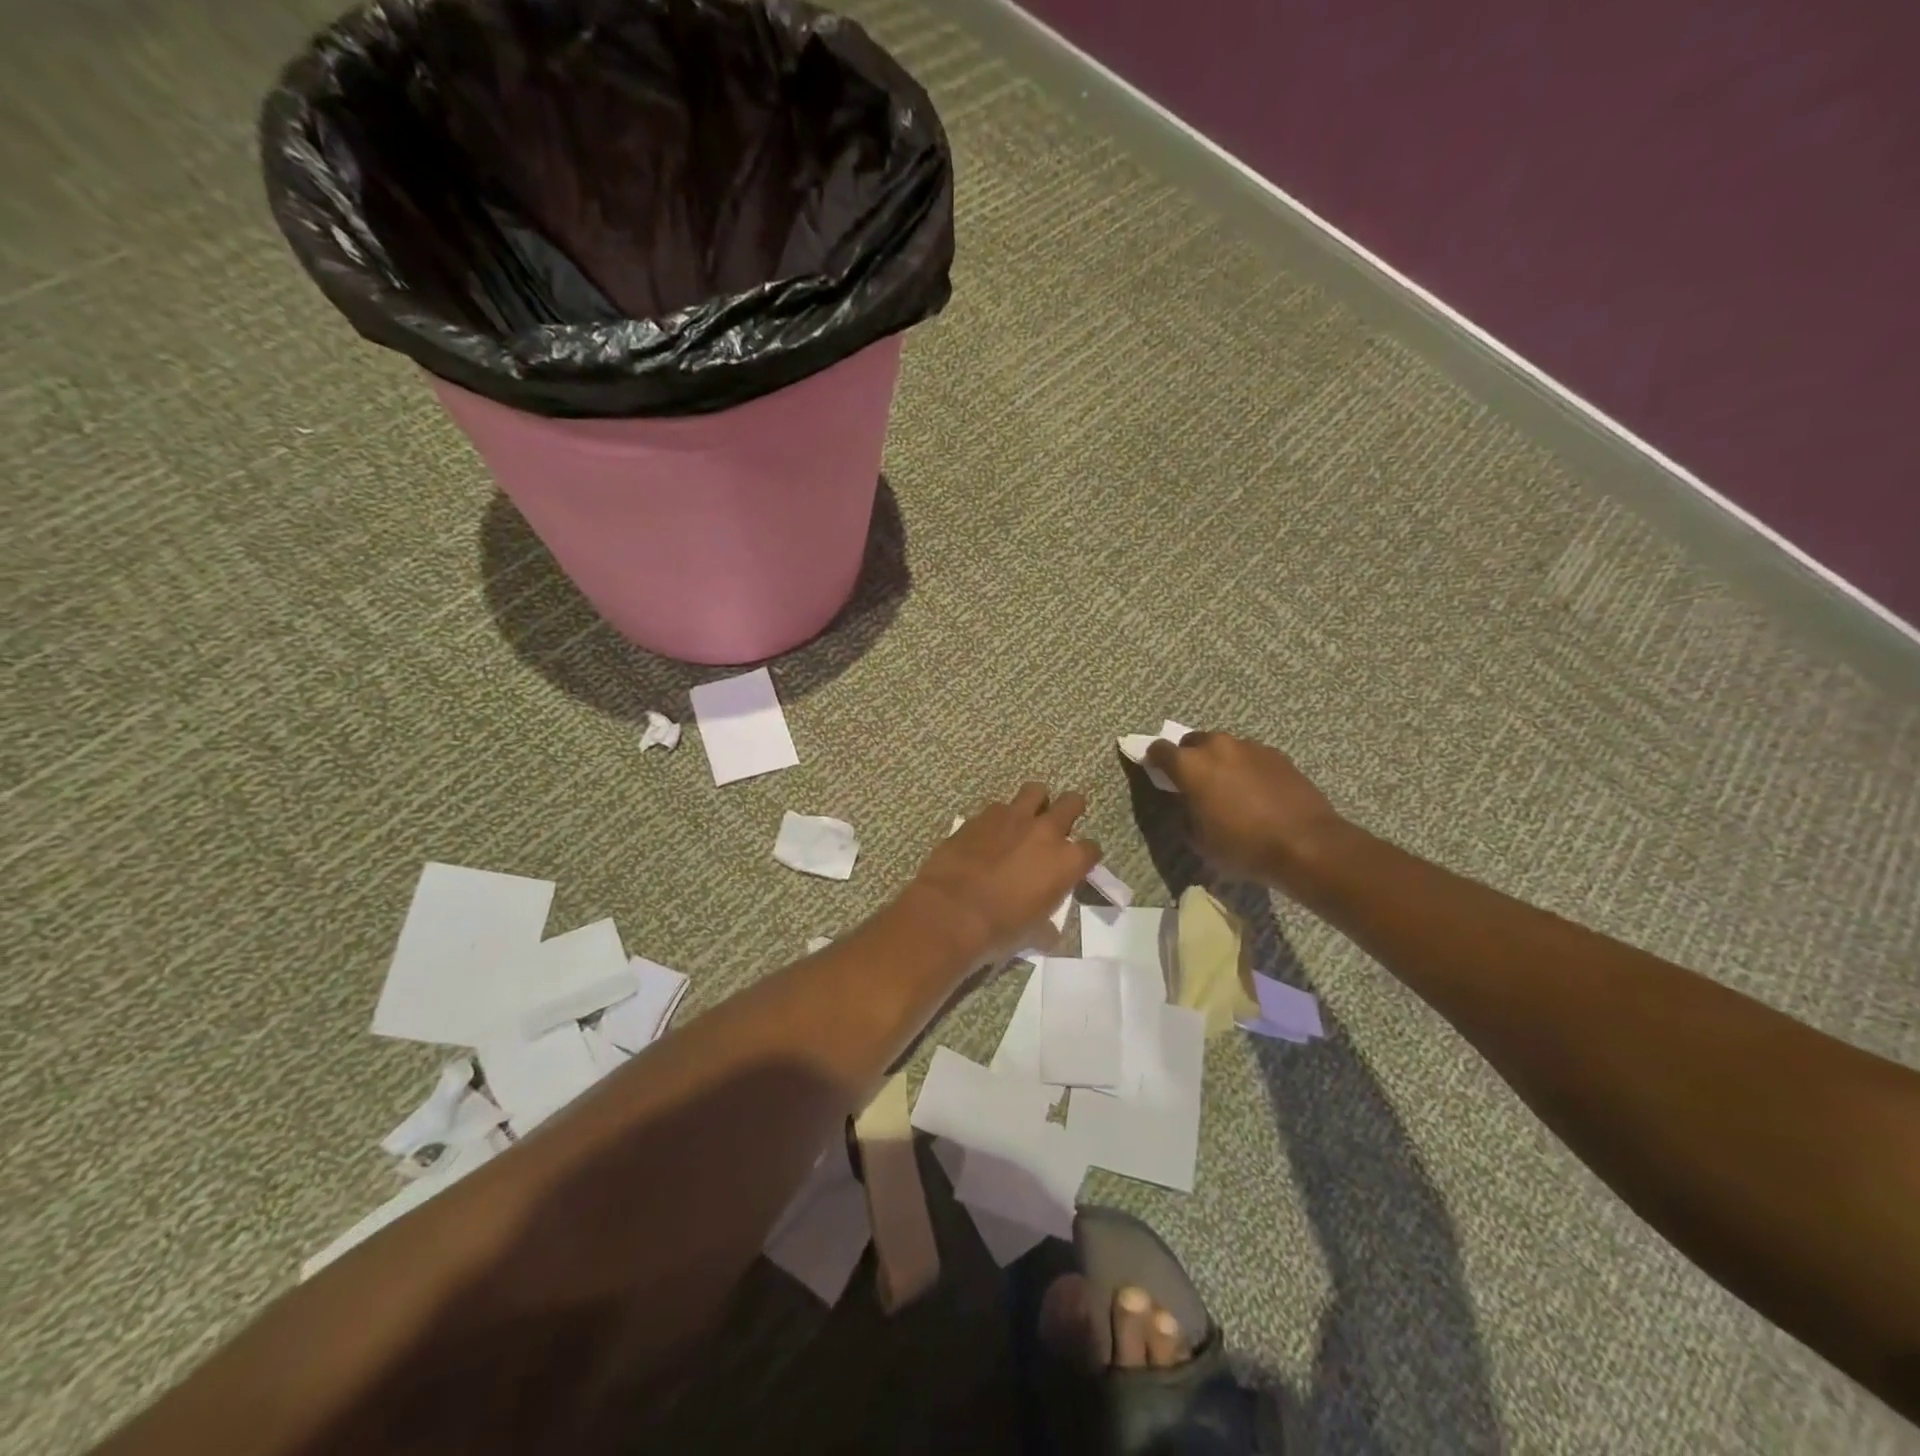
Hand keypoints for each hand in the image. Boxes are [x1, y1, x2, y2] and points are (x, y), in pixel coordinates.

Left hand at [904, 784, 1100, 963]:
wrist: (951, 911)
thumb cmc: (1000, 928)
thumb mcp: (1034, 934)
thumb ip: (1047, 927)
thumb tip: (1048, 933)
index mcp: (1066, 861)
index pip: (1091, 849)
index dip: (1086, 856)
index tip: (1078, 863)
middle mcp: (1045, 831)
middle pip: (1071, 803)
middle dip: (1071, 808)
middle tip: (1061, 822)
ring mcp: (1012, 818)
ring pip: (1035, 791)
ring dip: (1035, 802)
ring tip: (1026, 817)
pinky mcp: (981, 816)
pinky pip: (998, 807)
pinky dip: (999, 817)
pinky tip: (990, 832)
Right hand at [1143, 732, 1349, 896]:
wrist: (1306, 844)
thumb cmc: (1243, 846)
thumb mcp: (1198, 840)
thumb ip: (1184, 813)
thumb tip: (1187, 802)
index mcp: (1190, 765)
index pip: (1159, 749)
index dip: (1154, 760)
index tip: (1157, 772)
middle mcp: (1217, 746)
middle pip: (1192, 742)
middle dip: (1189, 758)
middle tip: (1195, 783)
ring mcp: (1250, 747)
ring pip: (1224, 747)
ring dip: (1219, 761)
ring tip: (1229, 788)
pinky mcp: (1277, 754)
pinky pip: (1250, 756)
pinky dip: (1245, 768)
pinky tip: (1255, 792)